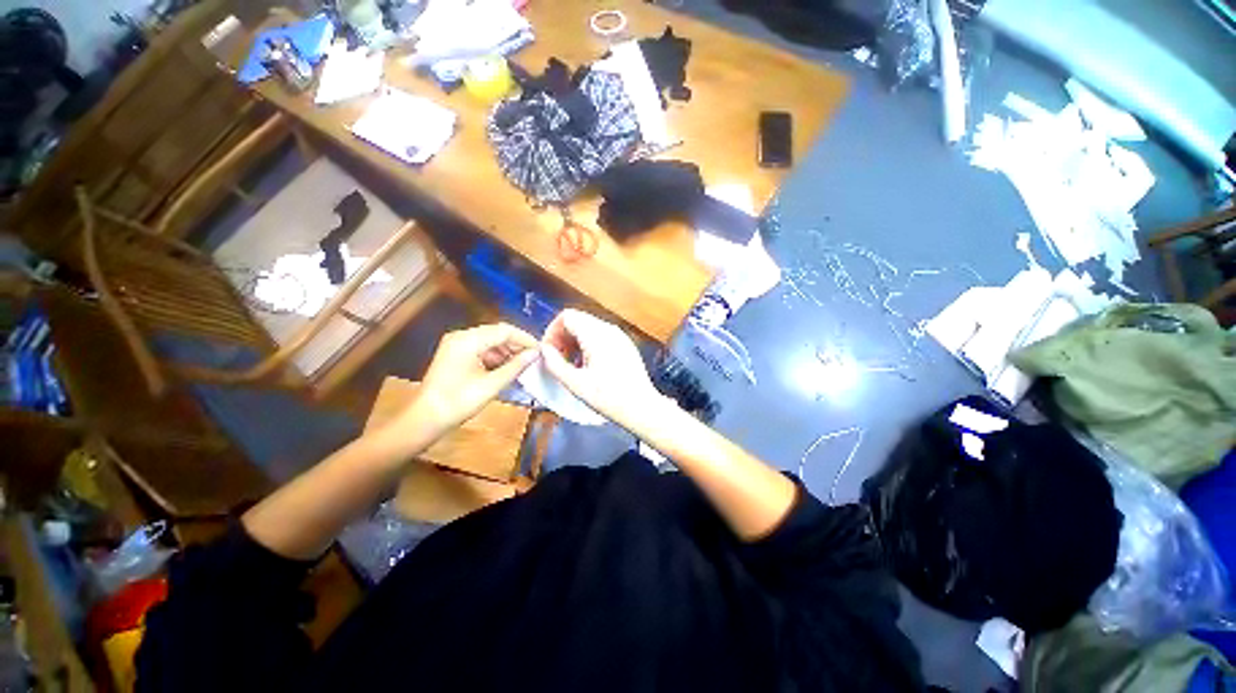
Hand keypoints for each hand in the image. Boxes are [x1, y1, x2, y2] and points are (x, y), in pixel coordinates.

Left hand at [404, 323, 539, 434]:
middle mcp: (461, 336)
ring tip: (522, 365)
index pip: (504, 330)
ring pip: (489, 341)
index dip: (525, 339)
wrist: (425, 419)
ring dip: (507, 351)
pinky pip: (480, 349)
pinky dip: (495, 357)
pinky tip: (506, 368)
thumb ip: (516, 366)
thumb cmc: (459, 402)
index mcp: (468, 340)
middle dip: (517, 344)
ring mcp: (456, 345)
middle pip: (497, 333)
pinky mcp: (455, 355)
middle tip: (534, 358)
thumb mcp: (492, 384)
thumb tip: (535, 354)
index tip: (540, 350)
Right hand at [540, 309, 667, 429]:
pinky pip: (601, 335)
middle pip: (578, 319)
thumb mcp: (576, 384)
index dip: (552, 331)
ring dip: (575, 341)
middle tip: (558, 359)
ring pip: (589, 327)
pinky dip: (588, 344)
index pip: (567, 316)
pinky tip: (588, 365)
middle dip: (563, 336)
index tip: (548, 351)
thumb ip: (555, 363)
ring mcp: (619, 335)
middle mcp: (609, 328)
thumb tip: (544, 349)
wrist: (641, 407)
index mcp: (596, 335)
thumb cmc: (608, 397)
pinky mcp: (625, 344)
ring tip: (572, 364)